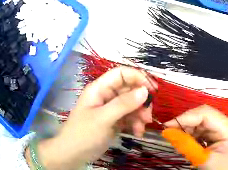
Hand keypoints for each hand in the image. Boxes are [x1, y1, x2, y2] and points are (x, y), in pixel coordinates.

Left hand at [26, 67, 156, 169]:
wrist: (74, 153)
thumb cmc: (84, 133)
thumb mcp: (103, 118)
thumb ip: (123, 104)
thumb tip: (145, 91)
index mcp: (99, 89)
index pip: (121, 74)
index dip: (138, 77)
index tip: (153, 89)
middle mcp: (106, 96)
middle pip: (130, 90)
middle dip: (141, 102)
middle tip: (148, 116)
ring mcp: (111, 109)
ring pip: (133, 105)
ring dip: (140, 115)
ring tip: (141, 128)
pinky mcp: (115, 121)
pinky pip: (130, 117)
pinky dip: (136, 124)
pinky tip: (137, 133)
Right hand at [165, 105, 227, 169]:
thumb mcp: (203, 159)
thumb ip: (185, 145)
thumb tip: (166, 131)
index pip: (206, 114)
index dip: (185, 117)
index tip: (167, 126)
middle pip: (203, 116)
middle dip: (185, 124)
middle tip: (170, 134)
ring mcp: (223, 130)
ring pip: (200, 123)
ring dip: (186, 130)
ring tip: (177, 140)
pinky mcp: (217, 136)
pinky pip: (201, 131)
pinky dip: (190, 135)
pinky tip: (185, 143)